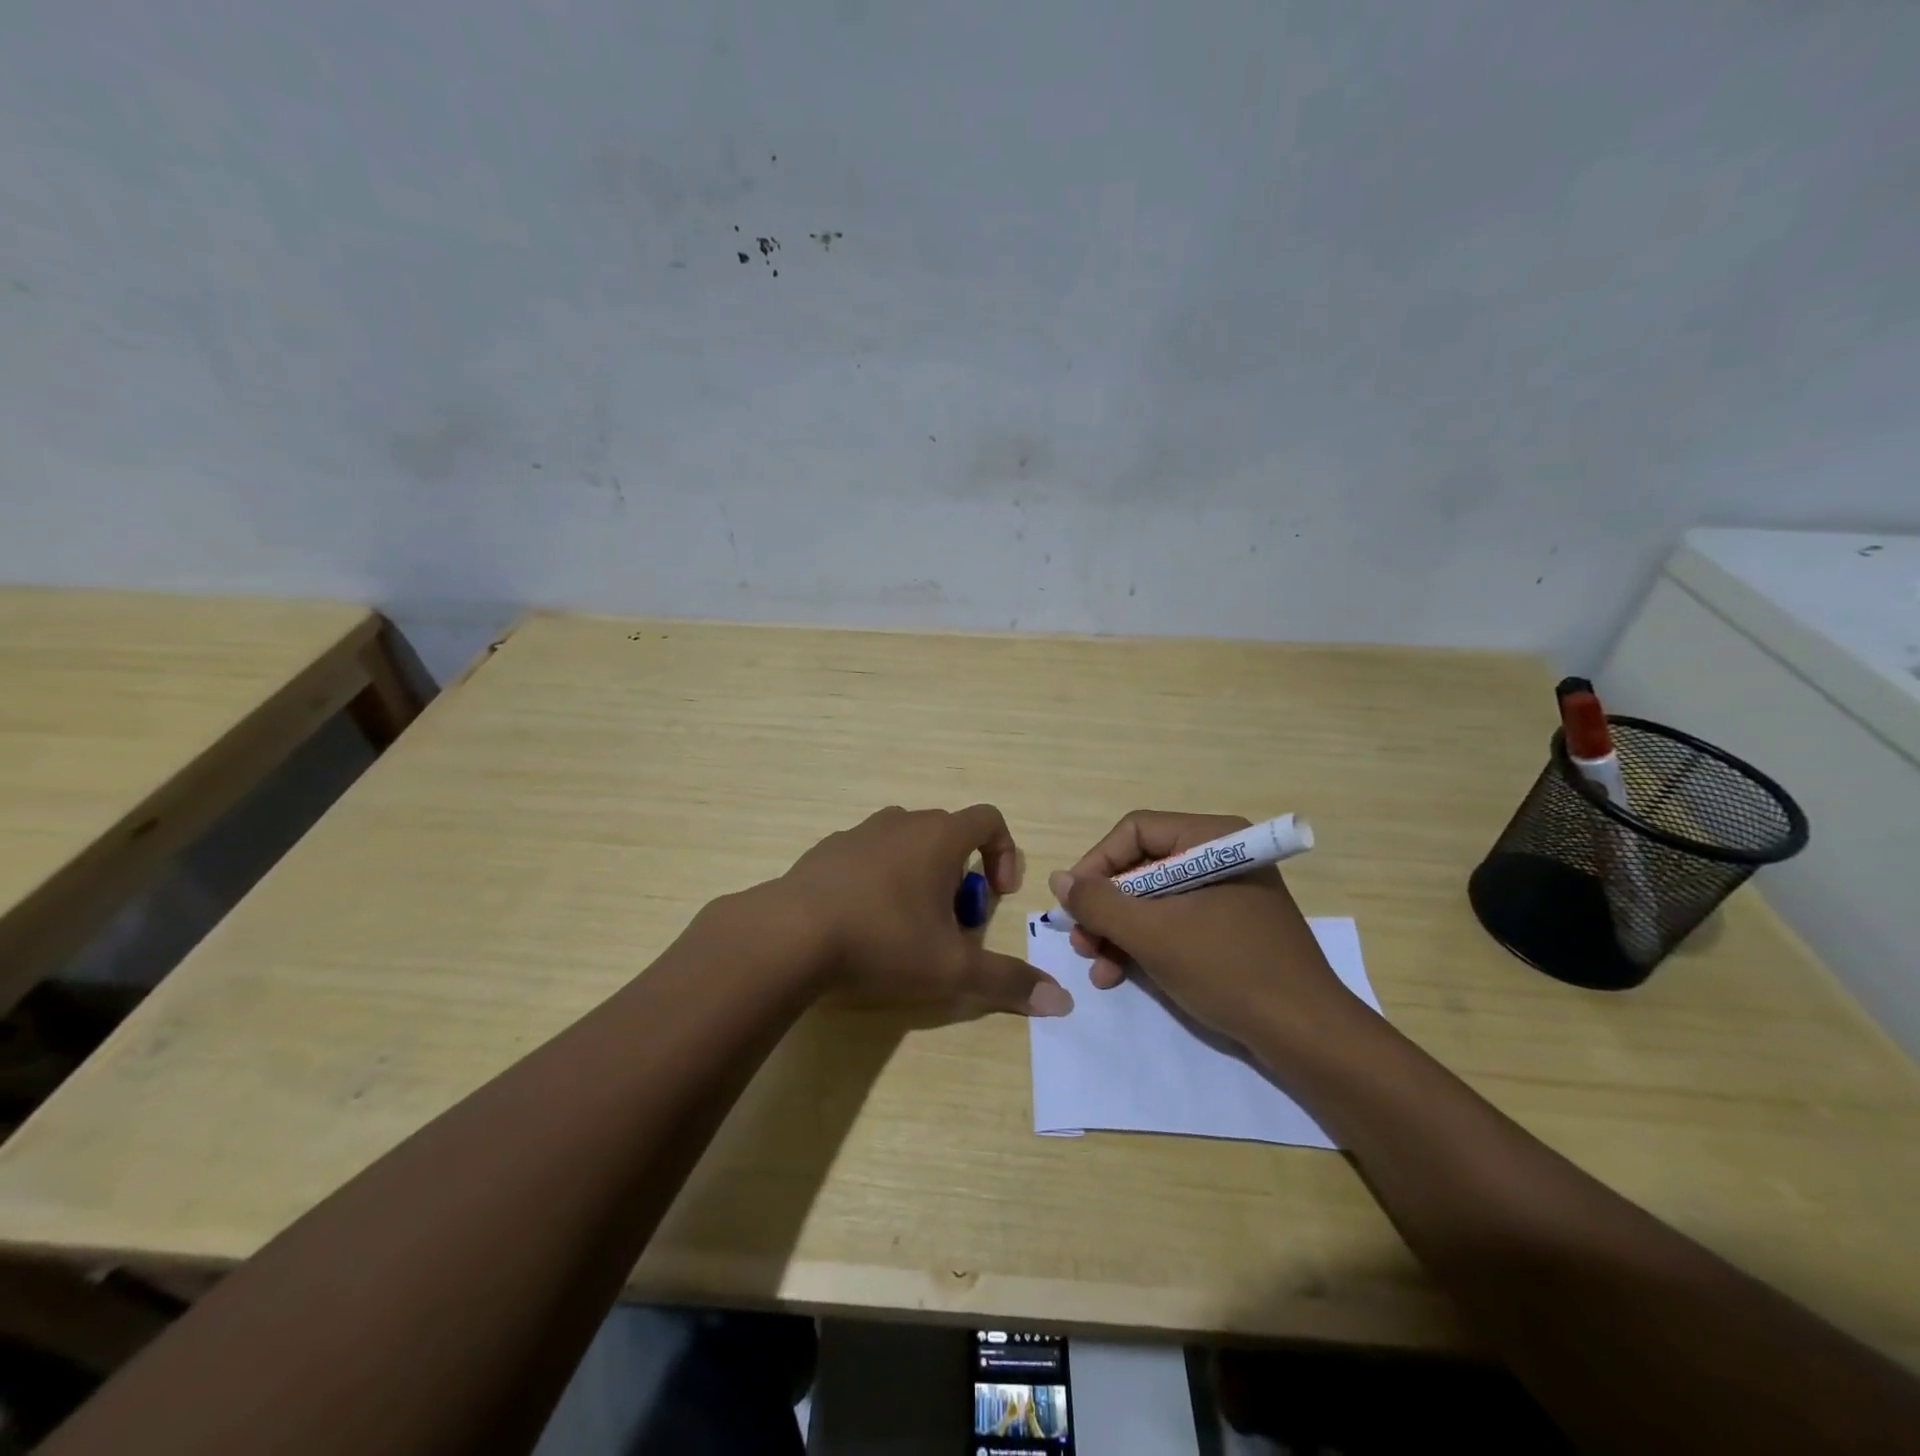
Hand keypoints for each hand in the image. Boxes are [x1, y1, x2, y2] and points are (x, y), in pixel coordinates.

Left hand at [779, 805, 1072, 1016]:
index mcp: (938, 836)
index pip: (989, 820)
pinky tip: (863, 924)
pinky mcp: (825, 851)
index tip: (998, 896)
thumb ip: (1007, 981)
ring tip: (908, 926)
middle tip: (952, 925)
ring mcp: (858, 833)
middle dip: (961, 877)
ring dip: (920, 877)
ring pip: (906, 845)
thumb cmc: (882, 941)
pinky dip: (879, 881)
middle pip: (948, 836)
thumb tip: (1061, 1000)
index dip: (1005, 853)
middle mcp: (901, 822)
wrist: (787, 936)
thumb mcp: (951, 969)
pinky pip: (868, 856)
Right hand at [1047, 810, 1357, 1044]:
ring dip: (1119, 931)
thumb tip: (1058, 879)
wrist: (1308, 1036)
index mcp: (1212, 839)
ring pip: (1154, 899)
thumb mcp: (1153, 935)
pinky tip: (1120, 974)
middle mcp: (1220, 856)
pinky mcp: (1231, 928)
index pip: (1135, 832)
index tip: (1071, 903)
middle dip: (1106, 907)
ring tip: (1096, 967)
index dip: (1096, 864)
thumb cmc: (1229, 970)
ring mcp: (1228, 894)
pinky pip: (1176, 922)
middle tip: (1081, 942)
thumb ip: (1100, 902)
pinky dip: (1145, 944)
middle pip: (1142, 867)